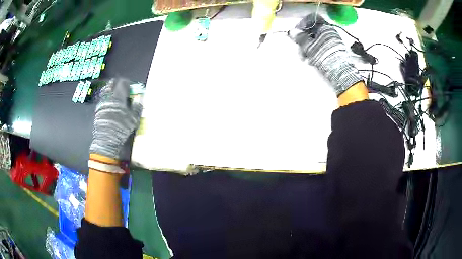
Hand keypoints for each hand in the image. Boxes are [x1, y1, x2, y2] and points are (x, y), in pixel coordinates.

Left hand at [89, 78, 142, 160]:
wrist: (106, 139)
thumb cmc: (121, 128)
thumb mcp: (133, 119)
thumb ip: (137, 107)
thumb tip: (139, 100)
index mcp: (118, 96)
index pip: (123, 83)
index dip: (127, 82)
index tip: (130, 85)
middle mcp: (109, 97)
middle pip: (112, 84)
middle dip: (117, 83)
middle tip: (121, 86)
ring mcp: (102, 102)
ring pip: (106, 90)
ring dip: (111, 89)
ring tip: (115, 93)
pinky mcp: (98, 109)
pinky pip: (103, 98)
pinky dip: (107, 98)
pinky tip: (110, 103)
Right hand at [289, 14, 362, 95]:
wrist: (340, 72)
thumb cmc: (325, 56)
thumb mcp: (309, 46)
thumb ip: (300, 38)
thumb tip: (292, 32)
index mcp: (325, 27)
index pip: (311, 19)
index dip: (301, 25)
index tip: (296, 33)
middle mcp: (330, 32)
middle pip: (312, 31)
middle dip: (304, 40)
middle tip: (299, 49)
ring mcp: (333, 42)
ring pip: (316, 40)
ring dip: (308, 48)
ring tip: (305, 58)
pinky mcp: (335, 51)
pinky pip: (321, 47)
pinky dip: (315, 52)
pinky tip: (312, 60)